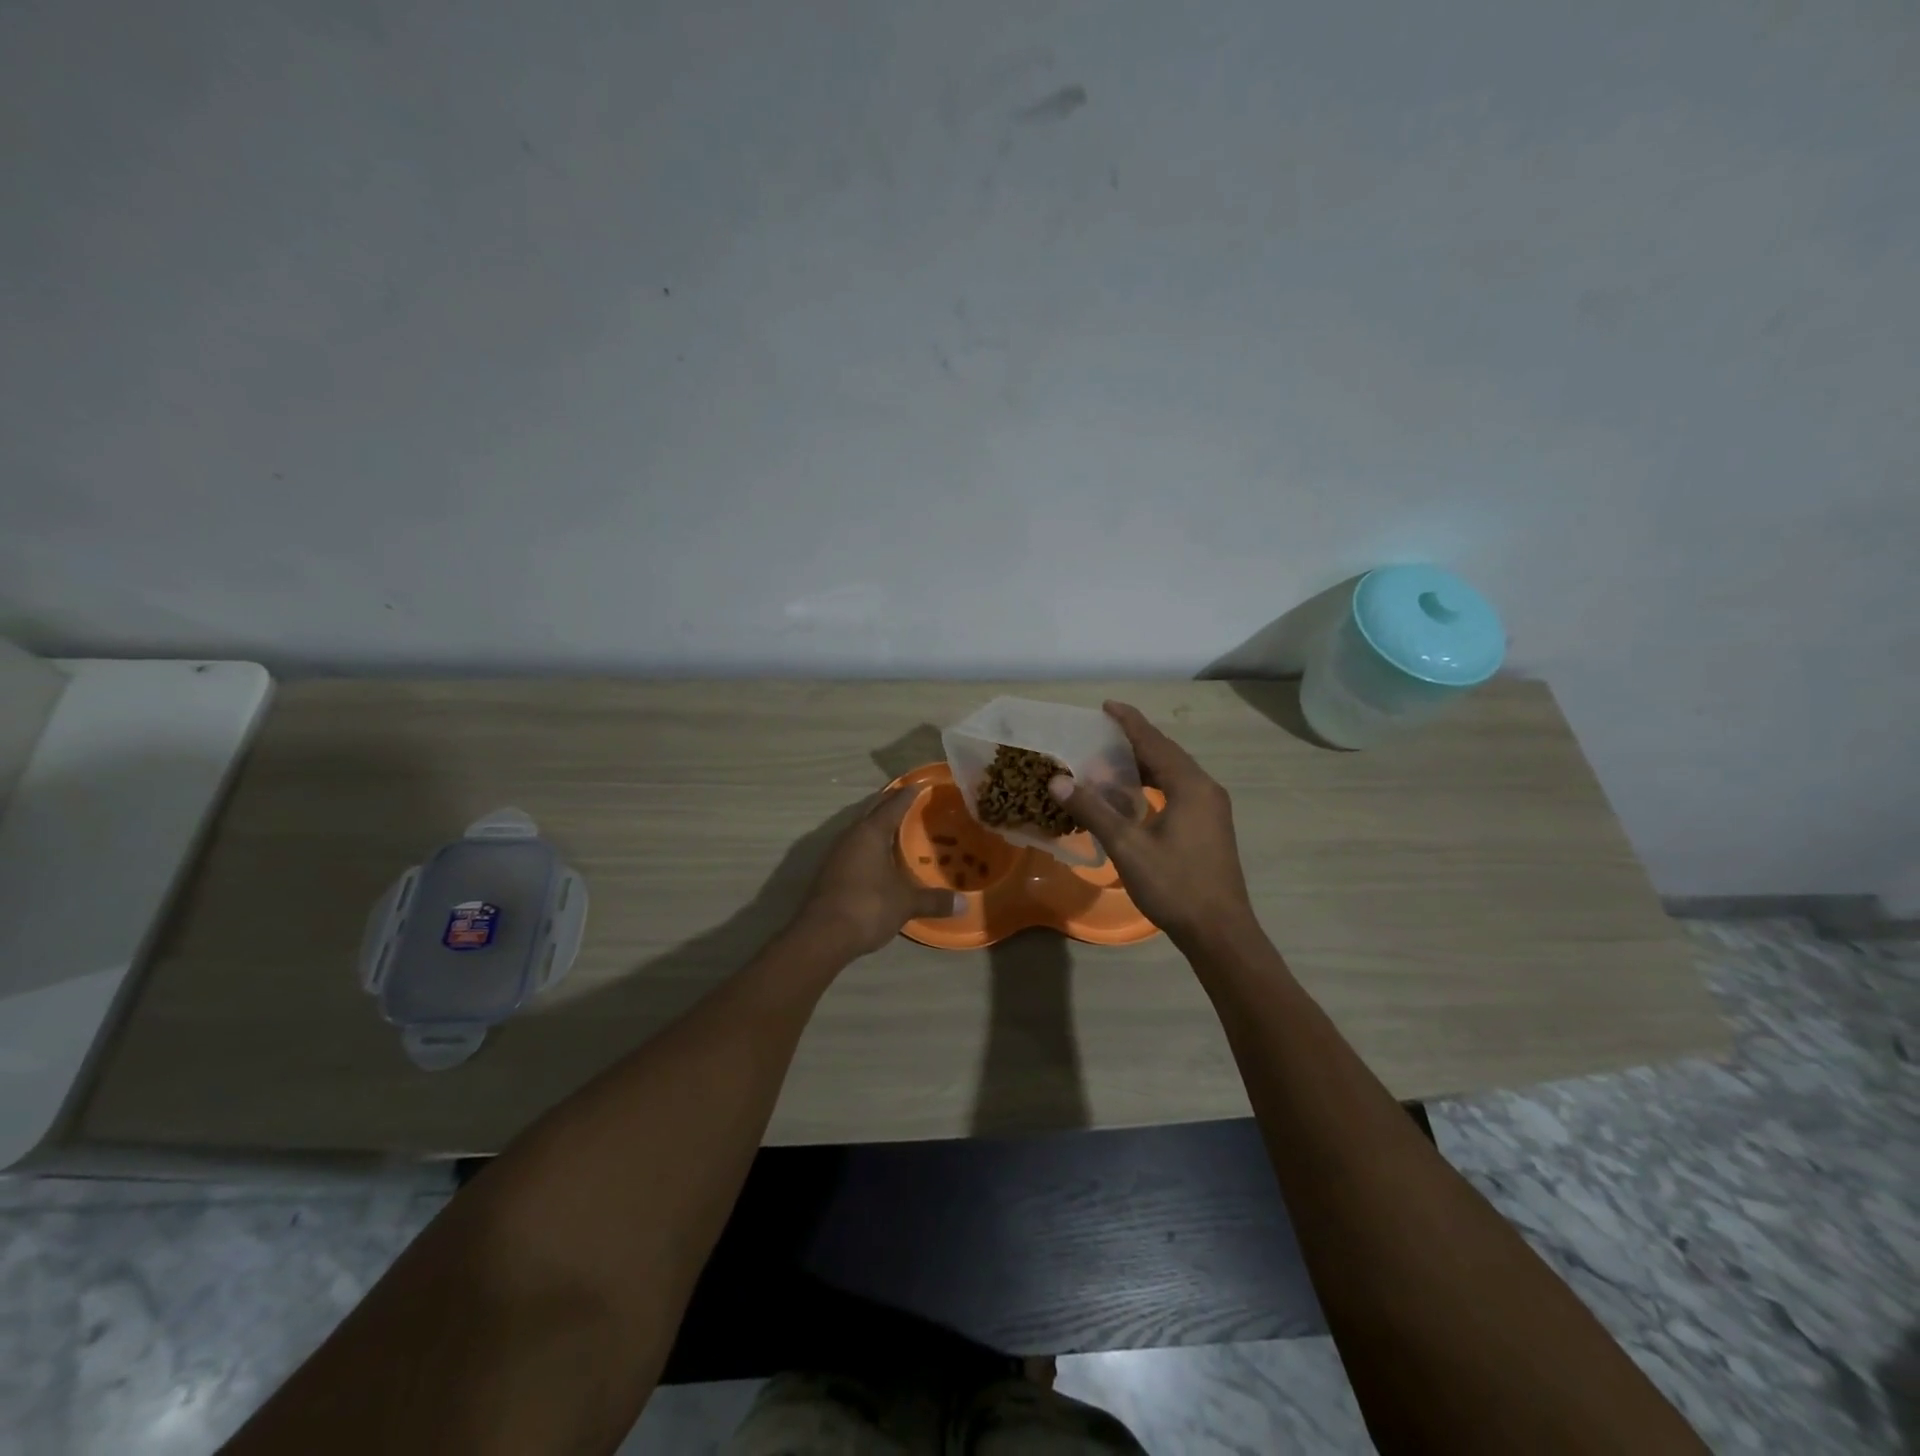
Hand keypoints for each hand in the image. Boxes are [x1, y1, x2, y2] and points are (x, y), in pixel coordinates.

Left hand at [792, 787, 962, 958]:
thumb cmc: (868, 907)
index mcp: (870, 832)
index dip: (908, 795)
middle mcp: (851, 836)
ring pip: (860, 829)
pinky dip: (869, 845)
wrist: (822, 936)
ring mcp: (837, 853)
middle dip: (890, 804)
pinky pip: (854, 847)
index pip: (892, 805)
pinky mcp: (830, 872)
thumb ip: (934, 900)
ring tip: (898, 827)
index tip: (921, 785)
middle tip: (911, 801)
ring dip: (877, 825)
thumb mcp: (906, 903)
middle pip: (872, 811)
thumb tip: (965, 904)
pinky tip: (880, 857)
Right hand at [1048, 701, 1257, 950]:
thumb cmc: (1174, 885)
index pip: (1154, 742)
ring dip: (1145, 764)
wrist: (1219, 931)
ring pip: (1174, 774)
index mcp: (1190, 785)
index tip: (1106, 705)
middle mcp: (1205, 789)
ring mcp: (1212, 809)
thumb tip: (1057, 780)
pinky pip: (1179, 791)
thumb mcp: (1128, 846)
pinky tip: (1134, 796)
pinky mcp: (1210, 827)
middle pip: (1167, 754)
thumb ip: (1093, 809)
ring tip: (1112, 760)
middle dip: (1135, 741)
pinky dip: (1155, 784)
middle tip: (1102, 733)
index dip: (1129, 722)